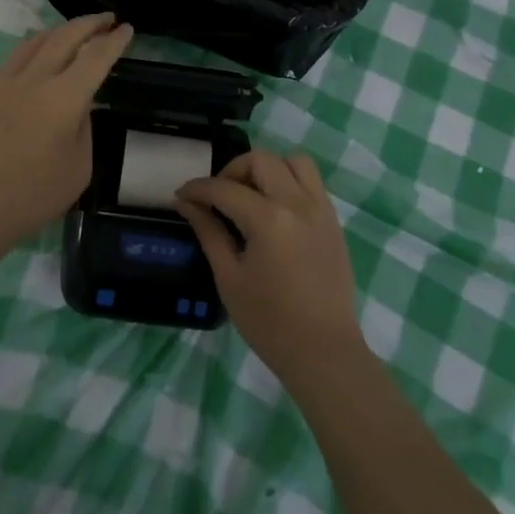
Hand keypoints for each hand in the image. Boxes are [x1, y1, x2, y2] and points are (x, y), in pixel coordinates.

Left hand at [0, 14, 133, 253]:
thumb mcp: (79, 167)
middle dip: (90, 24)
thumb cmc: (33, 196)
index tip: (126, 28)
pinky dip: (37, 45)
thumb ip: (83, 126)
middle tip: (108, 19)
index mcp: (63, 98)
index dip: (114, 41)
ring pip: (37, 41)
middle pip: (65, 37)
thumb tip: (78, 104)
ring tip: (77, 30)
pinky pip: (16, 56)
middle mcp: (34, 79)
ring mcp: (4, 81)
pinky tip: (40, 53)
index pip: (96, 57)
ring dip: (62, 30)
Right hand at [176, 149, 363, 385]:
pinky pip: (311, 182)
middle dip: (233, 171)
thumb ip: (209, 232)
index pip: (225, 188)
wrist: (324, 352)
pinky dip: (289, 182)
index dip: (198, 189)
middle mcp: (297, 204)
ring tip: (251, 195)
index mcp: (268, 220)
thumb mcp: (229, 278)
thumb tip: (186, 203)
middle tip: (218, 196)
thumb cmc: (269, 322)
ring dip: (267, 169)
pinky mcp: (333, 221)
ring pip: (294, 161)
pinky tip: (274, 210)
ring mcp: (320, 209)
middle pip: (261, 160)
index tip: (181, 196)